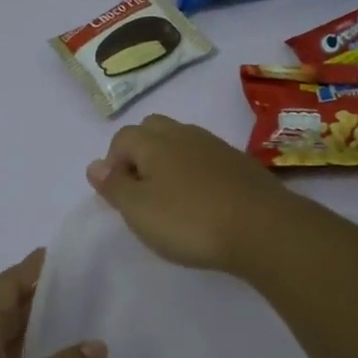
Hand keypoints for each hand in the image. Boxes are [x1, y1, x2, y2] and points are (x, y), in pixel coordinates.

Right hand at [85, 114, 297, 271]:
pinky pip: (207, 158)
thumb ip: (114, 186)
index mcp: (154, 141)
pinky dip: (197, 172)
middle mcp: (184, 134)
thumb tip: (94, 165)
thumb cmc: (190, 221)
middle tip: (143, 190)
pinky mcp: (241, 164)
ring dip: (170, 161)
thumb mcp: (139, 210)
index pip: (122, 137)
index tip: (119, 196)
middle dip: (140, 152)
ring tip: (172, 198)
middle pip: (153, 129)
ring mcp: (216, 146)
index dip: (114, 163)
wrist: (263, 228)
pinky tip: (203, 201)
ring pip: (182, 141)